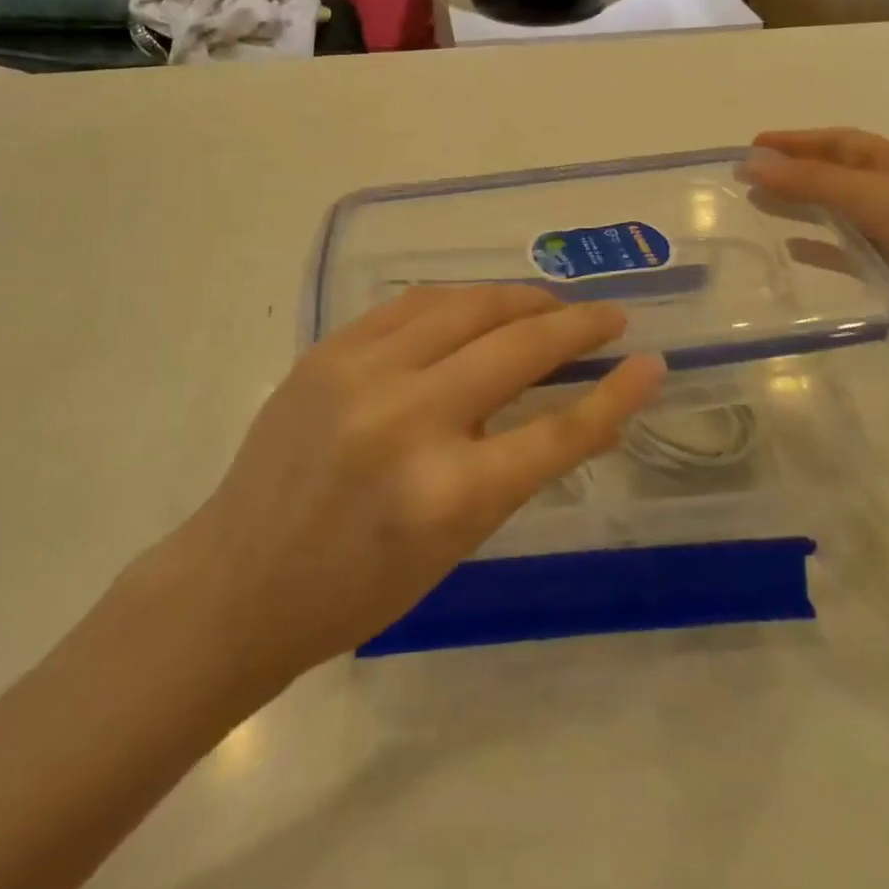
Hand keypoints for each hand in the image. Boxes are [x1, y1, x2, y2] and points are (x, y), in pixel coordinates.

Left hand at [163, 286, 664, 697]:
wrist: (237, 580)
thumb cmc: (355, 589)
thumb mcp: (453, 546)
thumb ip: (514, 469)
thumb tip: (575, 407)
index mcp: (447, 495)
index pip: (557, 432)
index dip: (615, 395)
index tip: (651, 362)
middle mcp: (407, 420)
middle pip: (517, 348)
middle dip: (576, 325)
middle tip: (609, 317)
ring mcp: (361, 375)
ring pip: (465, 306)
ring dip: (520, 299)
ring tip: (550, 305)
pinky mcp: (328, 350)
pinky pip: (413, 304)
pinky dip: (460, 300)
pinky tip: (482, 305)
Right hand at [746, 129, 888, 380]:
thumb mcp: (878, 202)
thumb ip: (814, 183)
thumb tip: (752, 164)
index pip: (840, 142)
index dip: (795, 141)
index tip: (750, 146)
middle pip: (837, 174)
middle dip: (792, 172)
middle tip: (744, 180)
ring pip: (841, 212)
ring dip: (801, 207)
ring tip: (758, 208)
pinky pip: (850, 252)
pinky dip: (821, 248)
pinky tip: (794, 251)